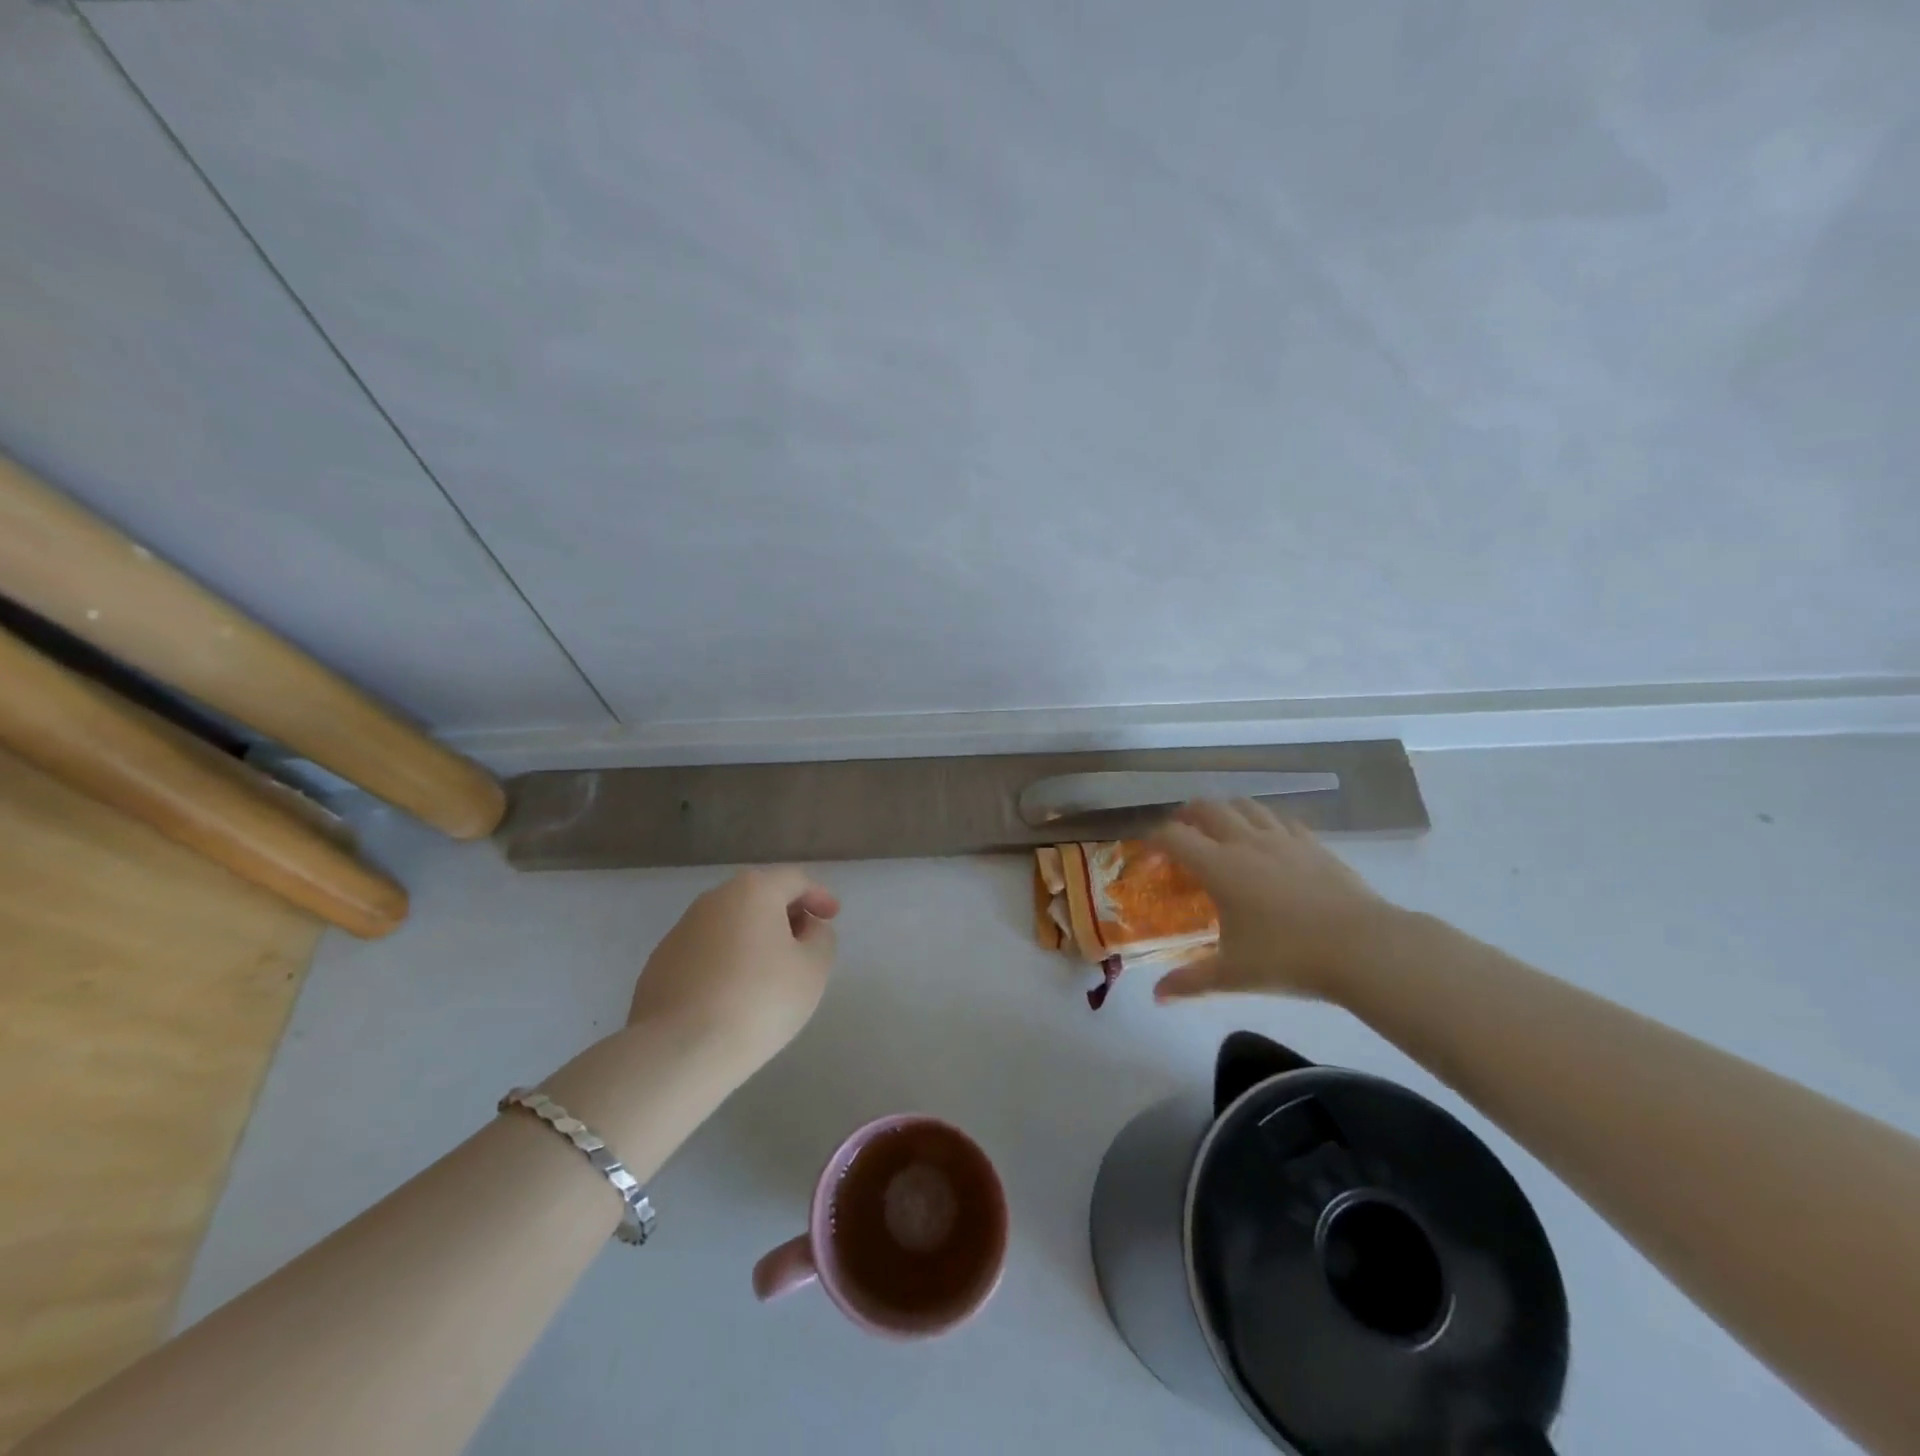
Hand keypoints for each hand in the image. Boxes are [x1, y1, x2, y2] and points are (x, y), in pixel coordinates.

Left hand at [625, 867, 839, 1077]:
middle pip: (759, 896)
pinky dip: (726, 960)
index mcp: (753, 890)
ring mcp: (681, 930)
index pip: (795, 880)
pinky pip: (706, 951)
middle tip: (804, 943)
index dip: (818, 896)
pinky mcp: (659, 963)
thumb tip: (807, 929)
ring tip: (770, 973)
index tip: (832, 917)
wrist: (678, 1050)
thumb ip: (821, 939)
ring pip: (730, 923)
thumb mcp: (813, 969)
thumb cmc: (759, 1000)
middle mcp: (714, 899)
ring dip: (754, 938)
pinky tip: (734, 993)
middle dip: (785, 914)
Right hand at [1150, 800, 1390, 1002]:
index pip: (1174, 836)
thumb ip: (1191, 981)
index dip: (1155, 837)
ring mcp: (1283, 839)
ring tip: (1221, 827)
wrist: (1364, 948)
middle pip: (1207, 808)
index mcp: (1219, 866)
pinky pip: (1281, 820)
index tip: (1148, 849)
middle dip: (1187, 814)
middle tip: (1181, 832)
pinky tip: (1269, 840)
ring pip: (1246, 805)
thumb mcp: (1234, 974)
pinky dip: (1264, 822)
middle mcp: (1246, 842)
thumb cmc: (1288, 958)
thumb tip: (1158, 997)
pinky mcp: (1313, 844)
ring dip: (1226, 810)